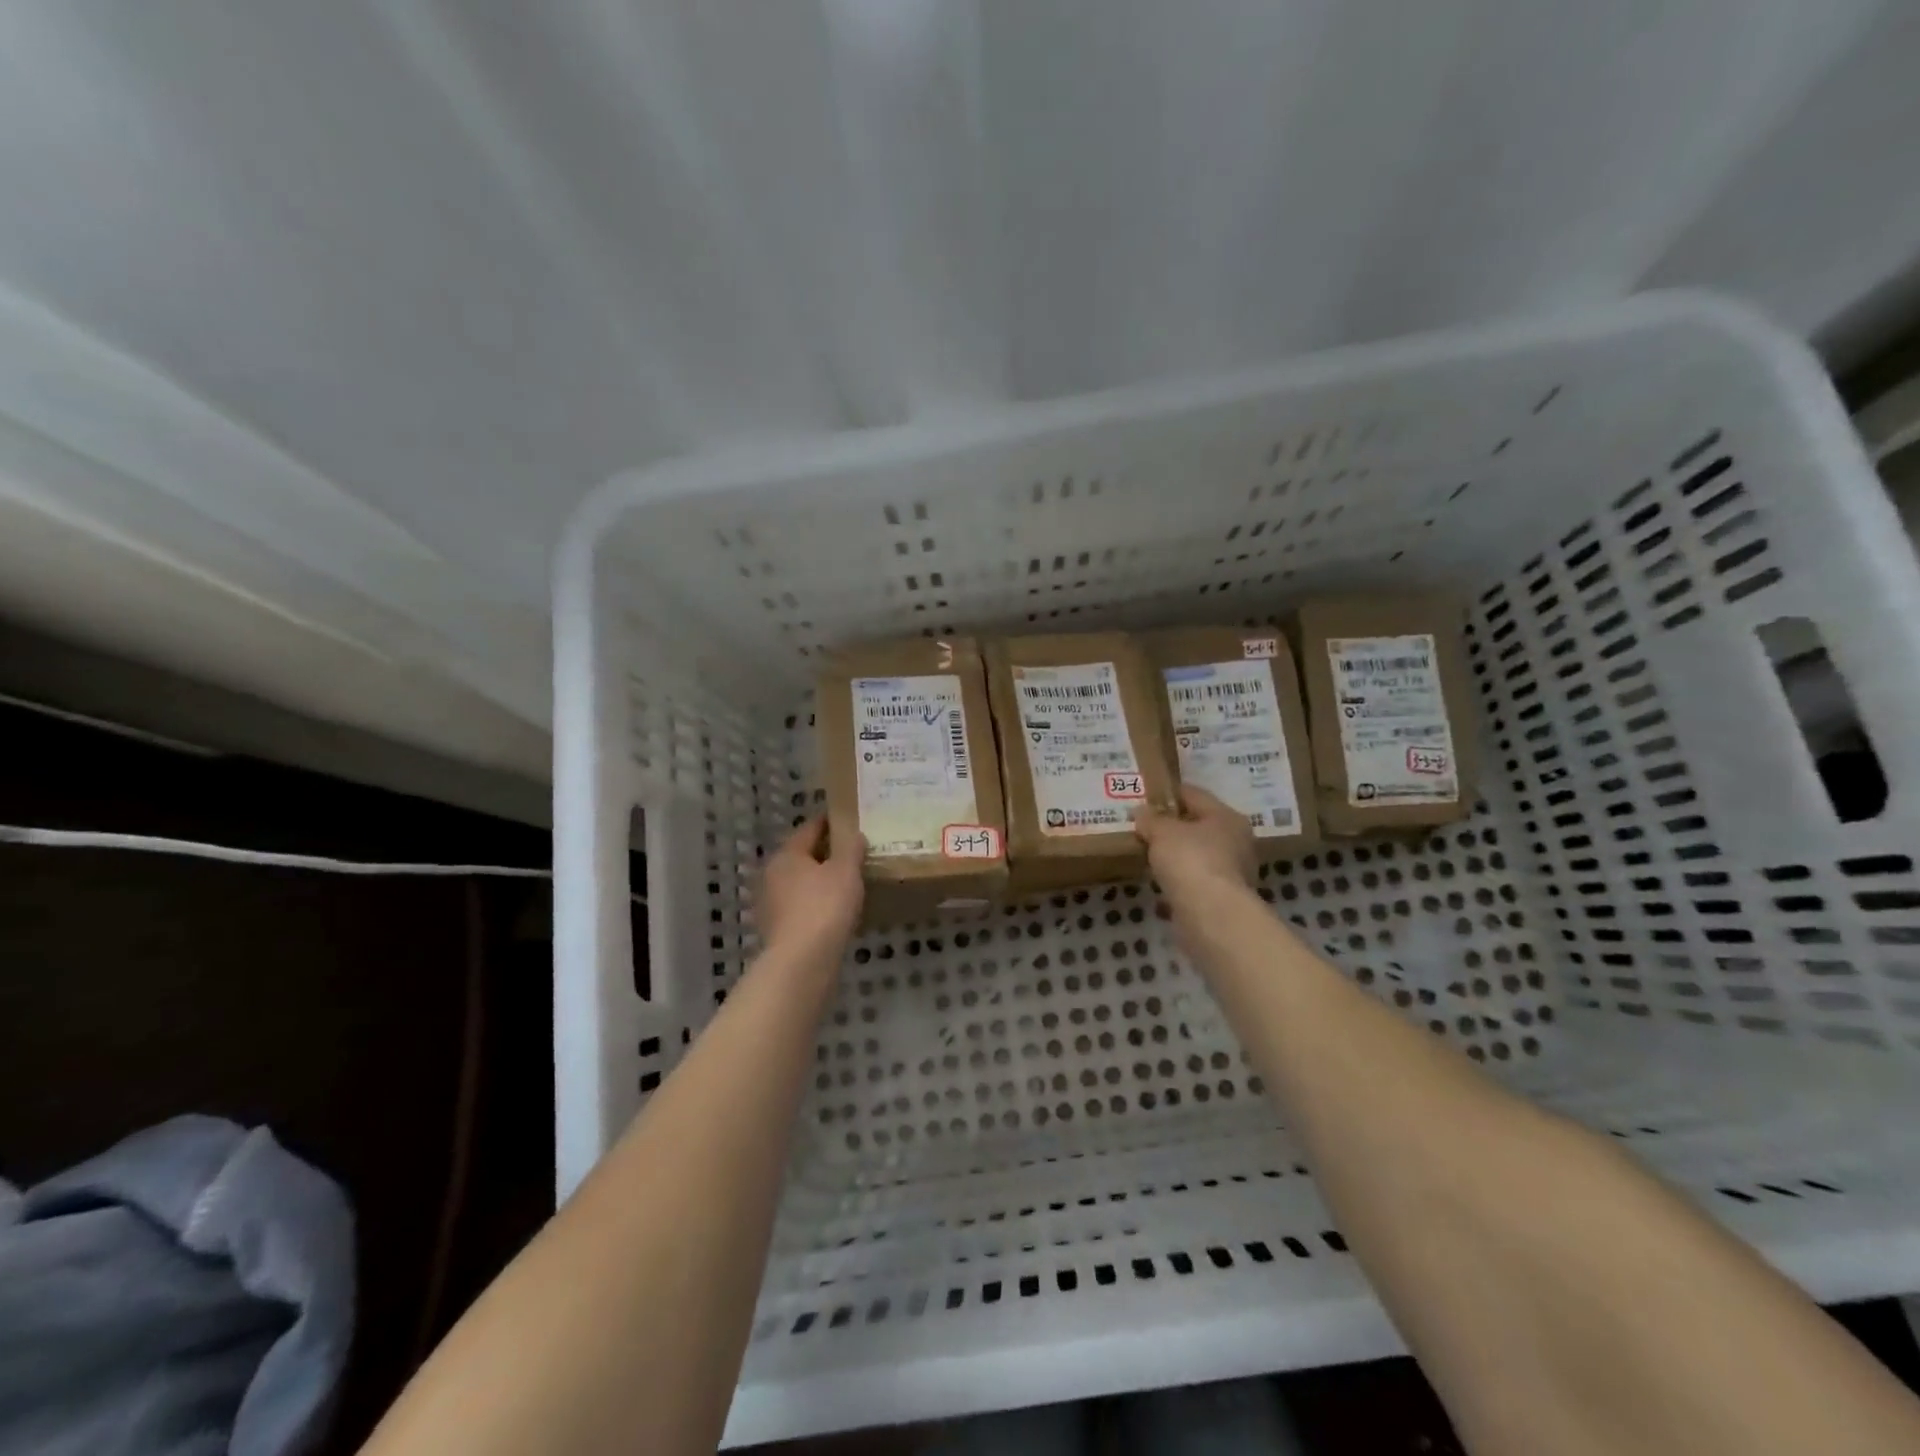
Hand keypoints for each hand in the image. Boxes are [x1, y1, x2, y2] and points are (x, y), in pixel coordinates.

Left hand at [756, 817, 863, 956]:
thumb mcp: (846, 871)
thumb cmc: (824, 907)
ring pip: (800, 883)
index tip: (850, 822)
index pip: (810, 828)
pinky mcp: (776, 930)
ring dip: (820, 881)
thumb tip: (853, 834)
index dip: (831, 823)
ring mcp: (770, 904)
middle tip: (853, 854)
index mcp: (786, 854)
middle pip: (802, 856)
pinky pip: (800, 907)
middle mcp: (772, 874)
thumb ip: (851, 848)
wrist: (801, 962)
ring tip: (847, 885)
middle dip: (825, 854)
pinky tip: (834, 913)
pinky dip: (816, 905)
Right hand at [1134, 786, 1256, 902]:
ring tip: (1147, 853)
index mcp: (1227, 817)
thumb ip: (1150, 819)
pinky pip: (1194, 880)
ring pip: (1197, 855)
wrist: (1211, 915)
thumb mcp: (1162, 831)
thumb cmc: (1190, 860)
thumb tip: (1141, 812)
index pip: (1195, 795)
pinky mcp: (1222, 898)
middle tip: (1144, 826)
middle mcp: (1236, 842)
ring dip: (1175, 855)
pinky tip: (1158, 881)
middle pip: (1199, 826)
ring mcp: (1232, 872)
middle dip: (1172, 826)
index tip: (1146, 795)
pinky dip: (1178, 879)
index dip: (1169, 793)